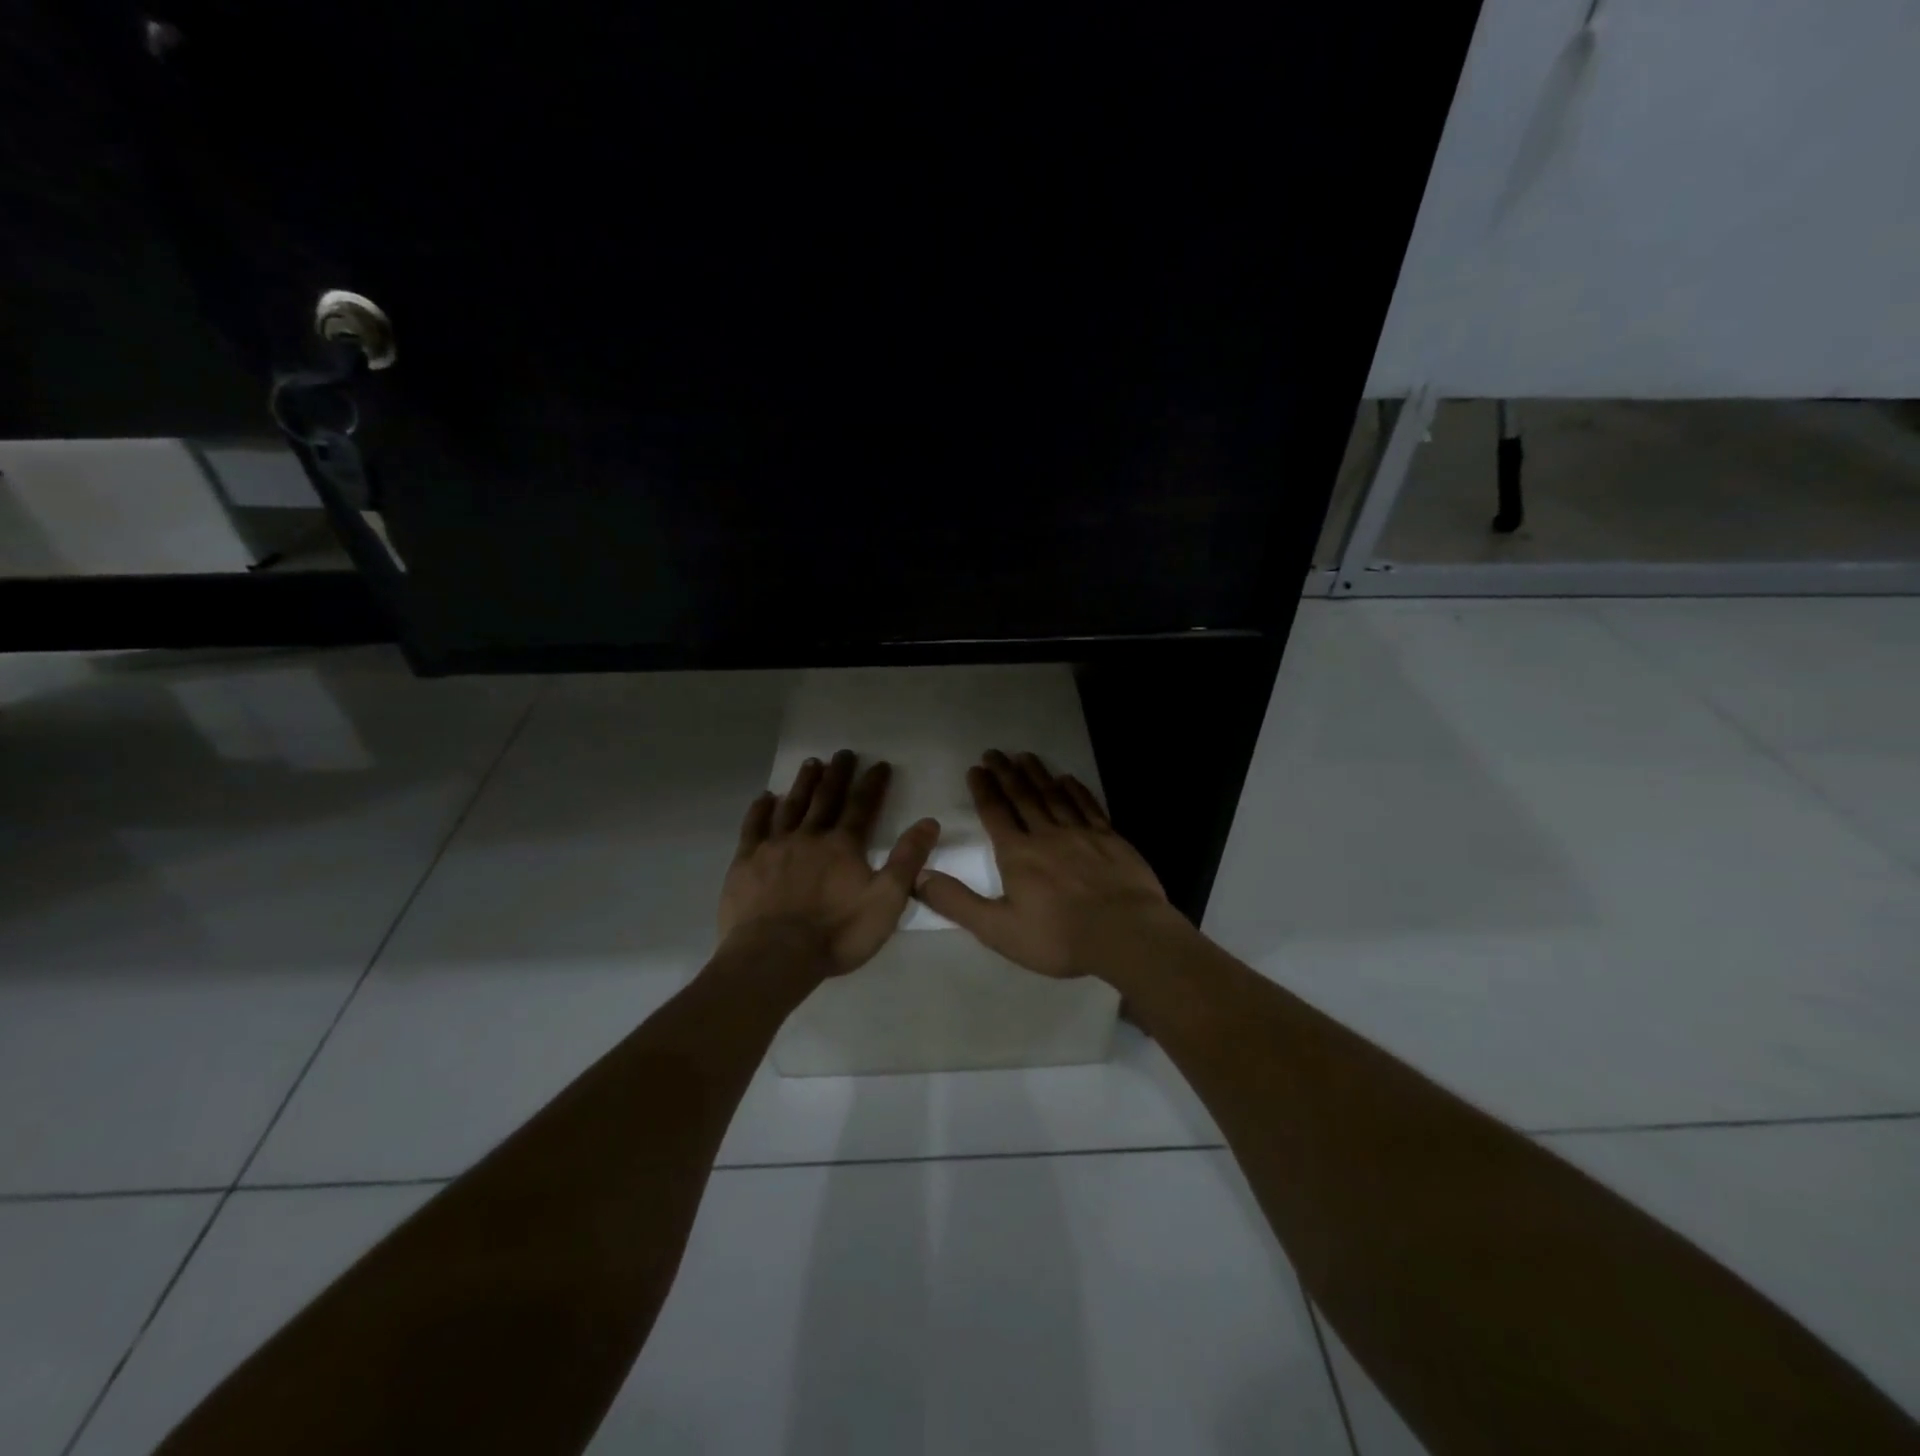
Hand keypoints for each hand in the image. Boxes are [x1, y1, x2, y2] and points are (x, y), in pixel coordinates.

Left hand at [719, 750, 940, 977]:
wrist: (774, 956)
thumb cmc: (837, 933)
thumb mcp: (886, 900)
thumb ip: (908, 860)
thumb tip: (929, 822)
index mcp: (844, 845)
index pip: (862, 806)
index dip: (872, 783)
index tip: (879, 763)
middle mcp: (809, 836)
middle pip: (826, 798)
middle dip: (837, 774)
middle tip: (843, 753)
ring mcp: (774, 847)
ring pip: (791, 806)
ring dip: (803, 783)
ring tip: (811, 763)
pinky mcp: (746, 862)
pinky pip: (754, 826)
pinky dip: (760, 809)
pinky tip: (765, 798)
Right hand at [913, 749, 1187, 978]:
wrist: (1125, 934)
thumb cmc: (1058, 937)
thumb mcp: (998, 929)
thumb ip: (957, 902)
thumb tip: (918, 876)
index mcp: (1018, 854)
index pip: (995, 814)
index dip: (984, 790)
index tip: (975, 769)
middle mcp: (1047, 834)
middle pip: (1023, 797)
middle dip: (1005, 773)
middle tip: (994, 752)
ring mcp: (1081, 833)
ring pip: (1053, 796)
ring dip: (1036, 774)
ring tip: (1024, 756)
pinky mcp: (1110, 838)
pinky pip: (1087, 806)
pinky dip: (1075, 790)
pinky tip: (1068, 779)